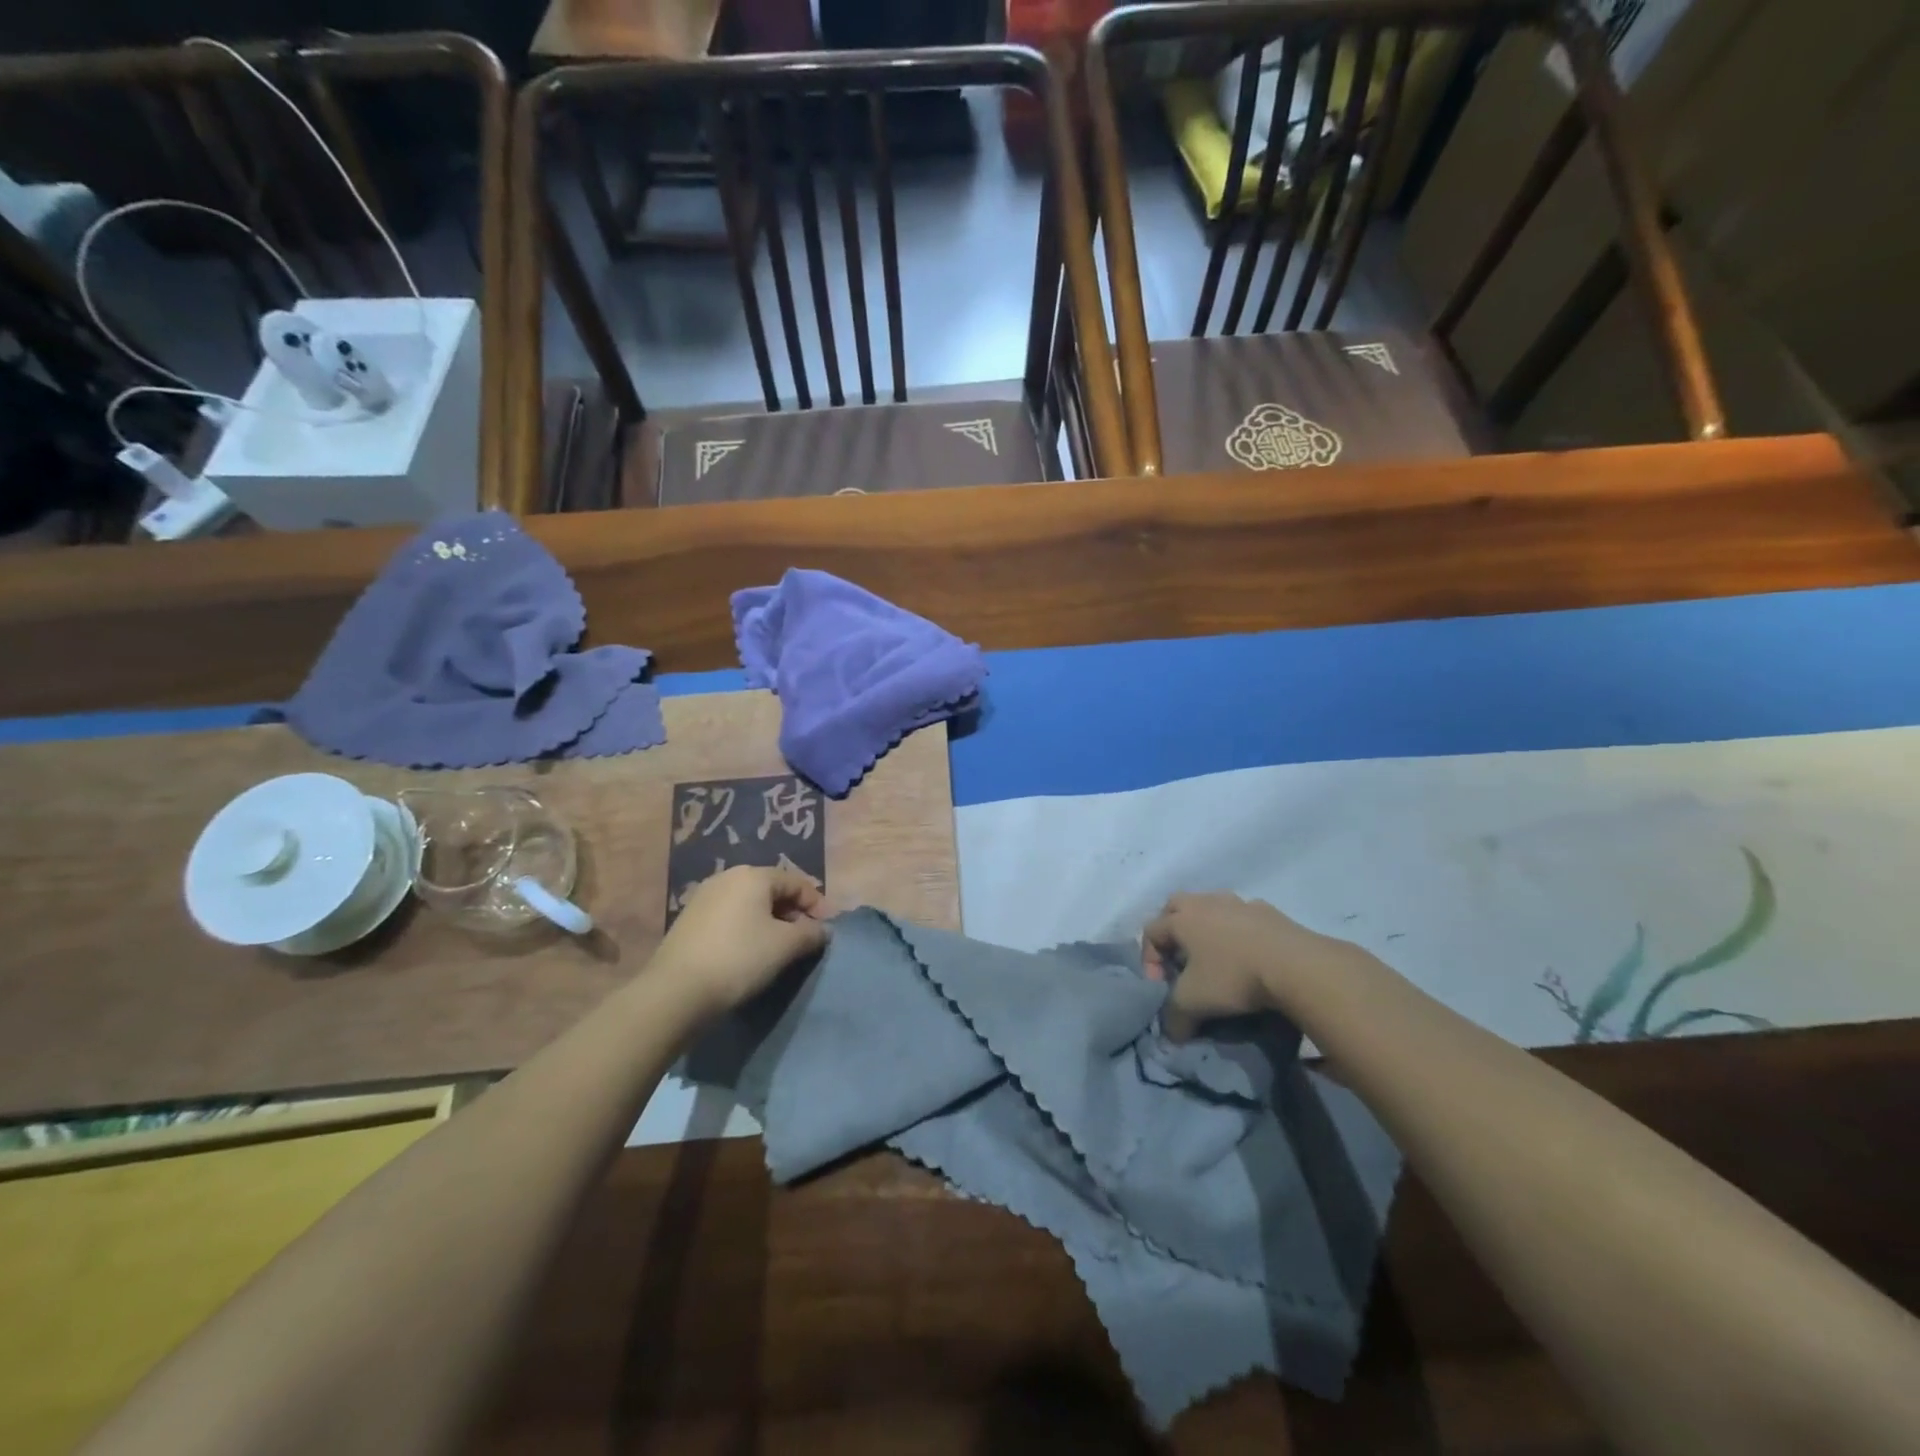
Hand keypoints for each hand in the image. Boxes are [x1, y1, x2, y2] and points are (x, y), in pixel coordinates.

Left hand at [651, 865, 828, 1017]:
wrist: (676, 992)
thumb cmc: (740, 959)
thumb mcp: (786, 946)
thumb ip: (811, 933)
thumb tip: (823, 930)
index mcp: (753, 875)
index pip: (796, 882)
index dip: (817, 904)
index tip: (827, 929)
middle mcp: (727, 877)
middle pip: (772, 890)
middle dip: (793, 913)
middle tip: (805, 938)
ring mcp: (704, 897)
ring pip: (749, 904)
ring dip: (770, 922)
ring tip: (780, 948)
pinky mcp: (689, 920)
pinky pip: (730, 917)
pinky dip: (747, 929)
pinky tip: (750, 953)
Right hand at [1144, 892, 1364, 1040]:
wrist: (1296, 966)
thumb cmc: (1233, 977)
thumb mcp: (1193, 1003)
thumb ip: (1173, 1018)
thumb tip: (1171, 1033)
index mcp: (1182, 919)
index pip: (1151, 931)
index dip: (1148, 959)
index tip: (1161, 986)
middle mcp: (1206, 903)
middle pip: (1175, 906)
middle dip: (1172, 930)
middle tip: (1180, 960)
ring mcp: (1239, 903)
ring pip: (1211, 907)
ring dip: (1207, 927)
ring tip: (1217, 957)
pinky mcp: (1269, 911)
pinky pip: (1244, 917)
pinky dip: (1240, 932)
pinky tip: (1250, 955)